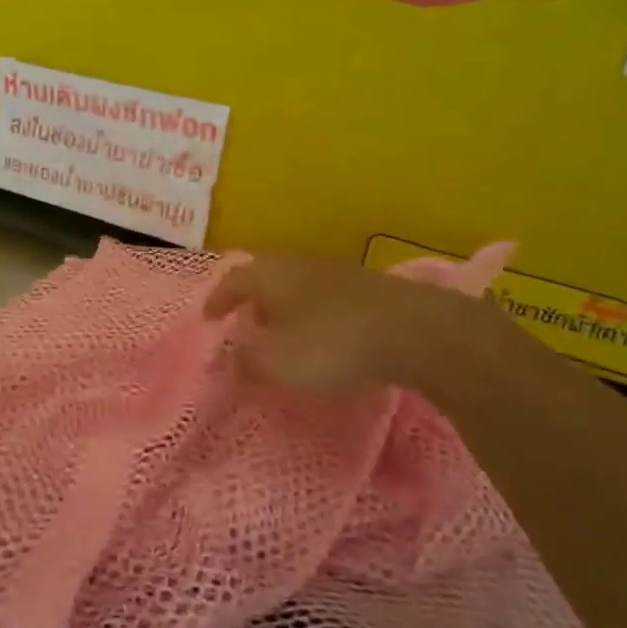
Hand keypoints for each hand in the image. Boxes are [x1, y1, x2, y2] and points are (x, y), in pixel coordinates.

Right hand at [204, 254, 519, 394]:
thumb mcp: (276, 362)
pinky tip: (325, 338)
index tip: (208, 320)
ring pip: (298, 286)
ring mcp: (339, 273)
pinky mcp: (371, 290)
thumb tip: (228, 361)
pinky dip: (314, 315)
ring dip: (285, 308)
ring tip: (282, 335)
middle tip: (244, 325)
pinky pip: (327, 299)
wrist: (418, 332)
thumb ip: (244, 363)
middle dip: (252, 302)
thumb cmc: (332, 344)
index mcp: (270, 275)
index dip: (217, 299)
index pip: (232, 279)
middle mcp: (300, 264)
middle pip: (266, 277)